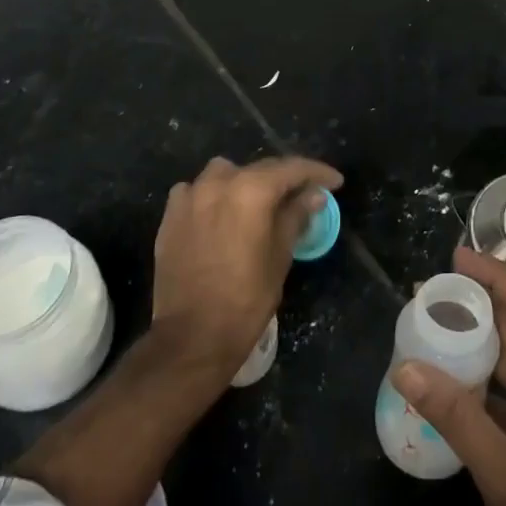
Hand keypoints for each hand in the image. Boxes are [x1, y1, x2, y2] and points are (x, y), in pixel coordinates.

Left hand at [151, 154, 341, 383]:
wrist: (192, 336)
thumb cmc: (246, 298)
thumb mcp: (281, 256)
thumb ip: (296, 216)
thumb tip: (314, 195)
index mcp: (252, 190)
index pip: (292, 168)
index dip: (317, 173)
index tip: (335, 182)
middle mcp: (219, 182)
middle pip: (260, 169)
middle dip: (285, 179)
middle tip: (303, 194)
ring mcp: (190, 196)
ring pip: (225, 173)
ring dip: (245, 182)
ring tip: (257, 203)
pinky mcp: (171, 215)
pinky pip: (196, 191)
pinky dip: (212, 196)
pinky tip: (219, 215)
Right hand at [393, 247, 505, 505]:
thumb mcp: (503, 471)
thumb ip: (456, 417)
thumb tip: (405, 367)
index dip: (496, 277)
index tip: (458, 257)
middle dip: (478, 302)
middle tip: (431, 288)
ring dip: (474, 339)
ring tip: (431, 320)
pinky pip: (502, 390)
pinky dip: (475, 377)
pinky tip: (445, 374)